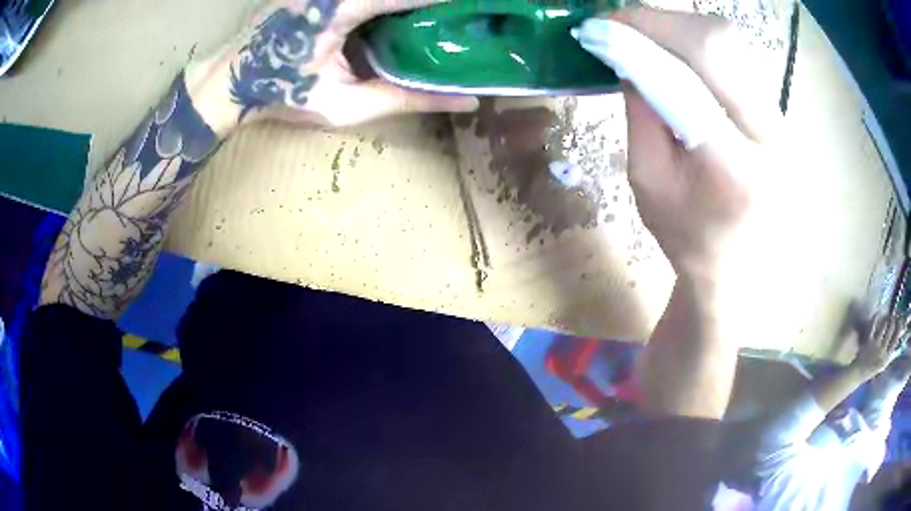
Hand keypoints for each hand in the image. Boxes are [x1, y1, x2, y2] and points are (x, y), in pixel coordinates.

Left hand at [186, 0, 478, 133]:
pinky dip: (388, 3)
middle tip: (461, 12)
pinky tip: (401, 15)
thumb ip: (405, 99)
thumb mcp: (343, 106)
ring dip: (408, 3)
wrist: (229, 81)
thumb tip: (465, 100)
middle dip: (429, 2)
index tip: (479, 7)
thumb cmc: (280, 95)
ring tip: (435, 14)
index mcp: (339, 9)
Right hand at [576, 9, 780, 280]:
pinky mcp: (775, 106)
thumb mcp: (647, 180)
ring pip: (729, 39)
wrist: (738, 261)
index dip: (637, 45)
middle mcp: (768, 133)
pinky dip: (697, 37)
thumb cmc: (687, 234)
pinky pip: (736, 51)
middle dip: (660, 22)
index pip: (685, 82)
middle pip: (718, 44)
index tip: (597, 29)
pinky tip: (674, 46)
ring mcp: (778, 116)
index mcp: (733, 167)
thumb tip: (625, 54)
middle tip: (617, 22)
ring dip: (678, 26)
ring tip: (642, 33)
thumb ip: (639, 112)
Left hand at [851, 314, 908, 377]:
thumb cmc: (872, 369)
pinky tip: (878, 313)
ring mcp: (875, 345)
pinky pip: (873, 325)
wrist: (858, 374)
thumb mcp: (883, 365)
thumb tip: (899, 345)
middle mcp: (882, 351)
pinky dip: (876, 317)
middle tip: (893, 317)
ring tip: (887, 317)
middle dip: (893, 321)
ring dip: (886, 319)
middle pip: (891, 329)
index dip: (899, 329)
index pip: (895, 341)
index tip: (900, 322)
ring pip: (884, 325)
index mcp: (885, 358)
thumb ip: (890, 356)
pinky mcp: (868, 341)